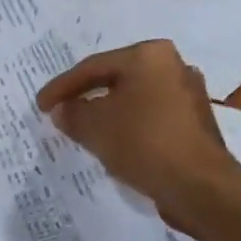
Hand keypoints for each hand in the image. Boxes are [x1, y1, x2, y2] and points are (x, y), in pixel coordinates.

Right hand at [36, 41, 240, 233]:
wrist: (200, 186)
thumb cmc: (144, 143)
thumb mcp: (96, 128)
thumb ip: (72, 114)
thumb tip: (62, 110)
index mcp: (149, 55)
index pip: (93, 67)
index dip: (62, 87)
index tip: (41, 105)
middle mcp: (173, 65)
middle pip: (117, 78)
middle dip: (86, 97)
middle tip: (61, 113)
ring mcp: (188, 94)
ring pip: (134, 99)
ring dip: (108, 113)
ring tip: (84, 130)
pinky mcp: (194, 122)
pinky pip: (151, 117)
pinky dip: (129, 126)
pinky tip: (115, 143)